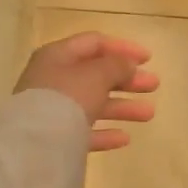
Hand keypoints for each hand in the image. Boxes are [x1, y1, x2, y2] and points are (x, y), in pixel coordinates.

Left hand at [16, 33, 158, 151]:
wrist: (33, 145)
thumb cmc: (67, 98)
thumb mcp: (97, 75)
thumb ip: (117, 66)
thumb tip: (128, 64)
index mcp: (58, 56)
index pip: (94, 43)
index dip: (123, 48)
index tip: (148, 59)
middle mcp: (53, 79)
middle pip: (96, 74)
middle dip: (127, 79)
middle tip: (154, 85)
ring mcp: (52, 109)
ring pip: (93, 103)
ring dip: (123, 106)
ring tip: (149, 114)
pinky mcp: (54, 137)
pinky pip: (84, 130)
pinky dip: (105, 132)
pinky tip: (125, 138)